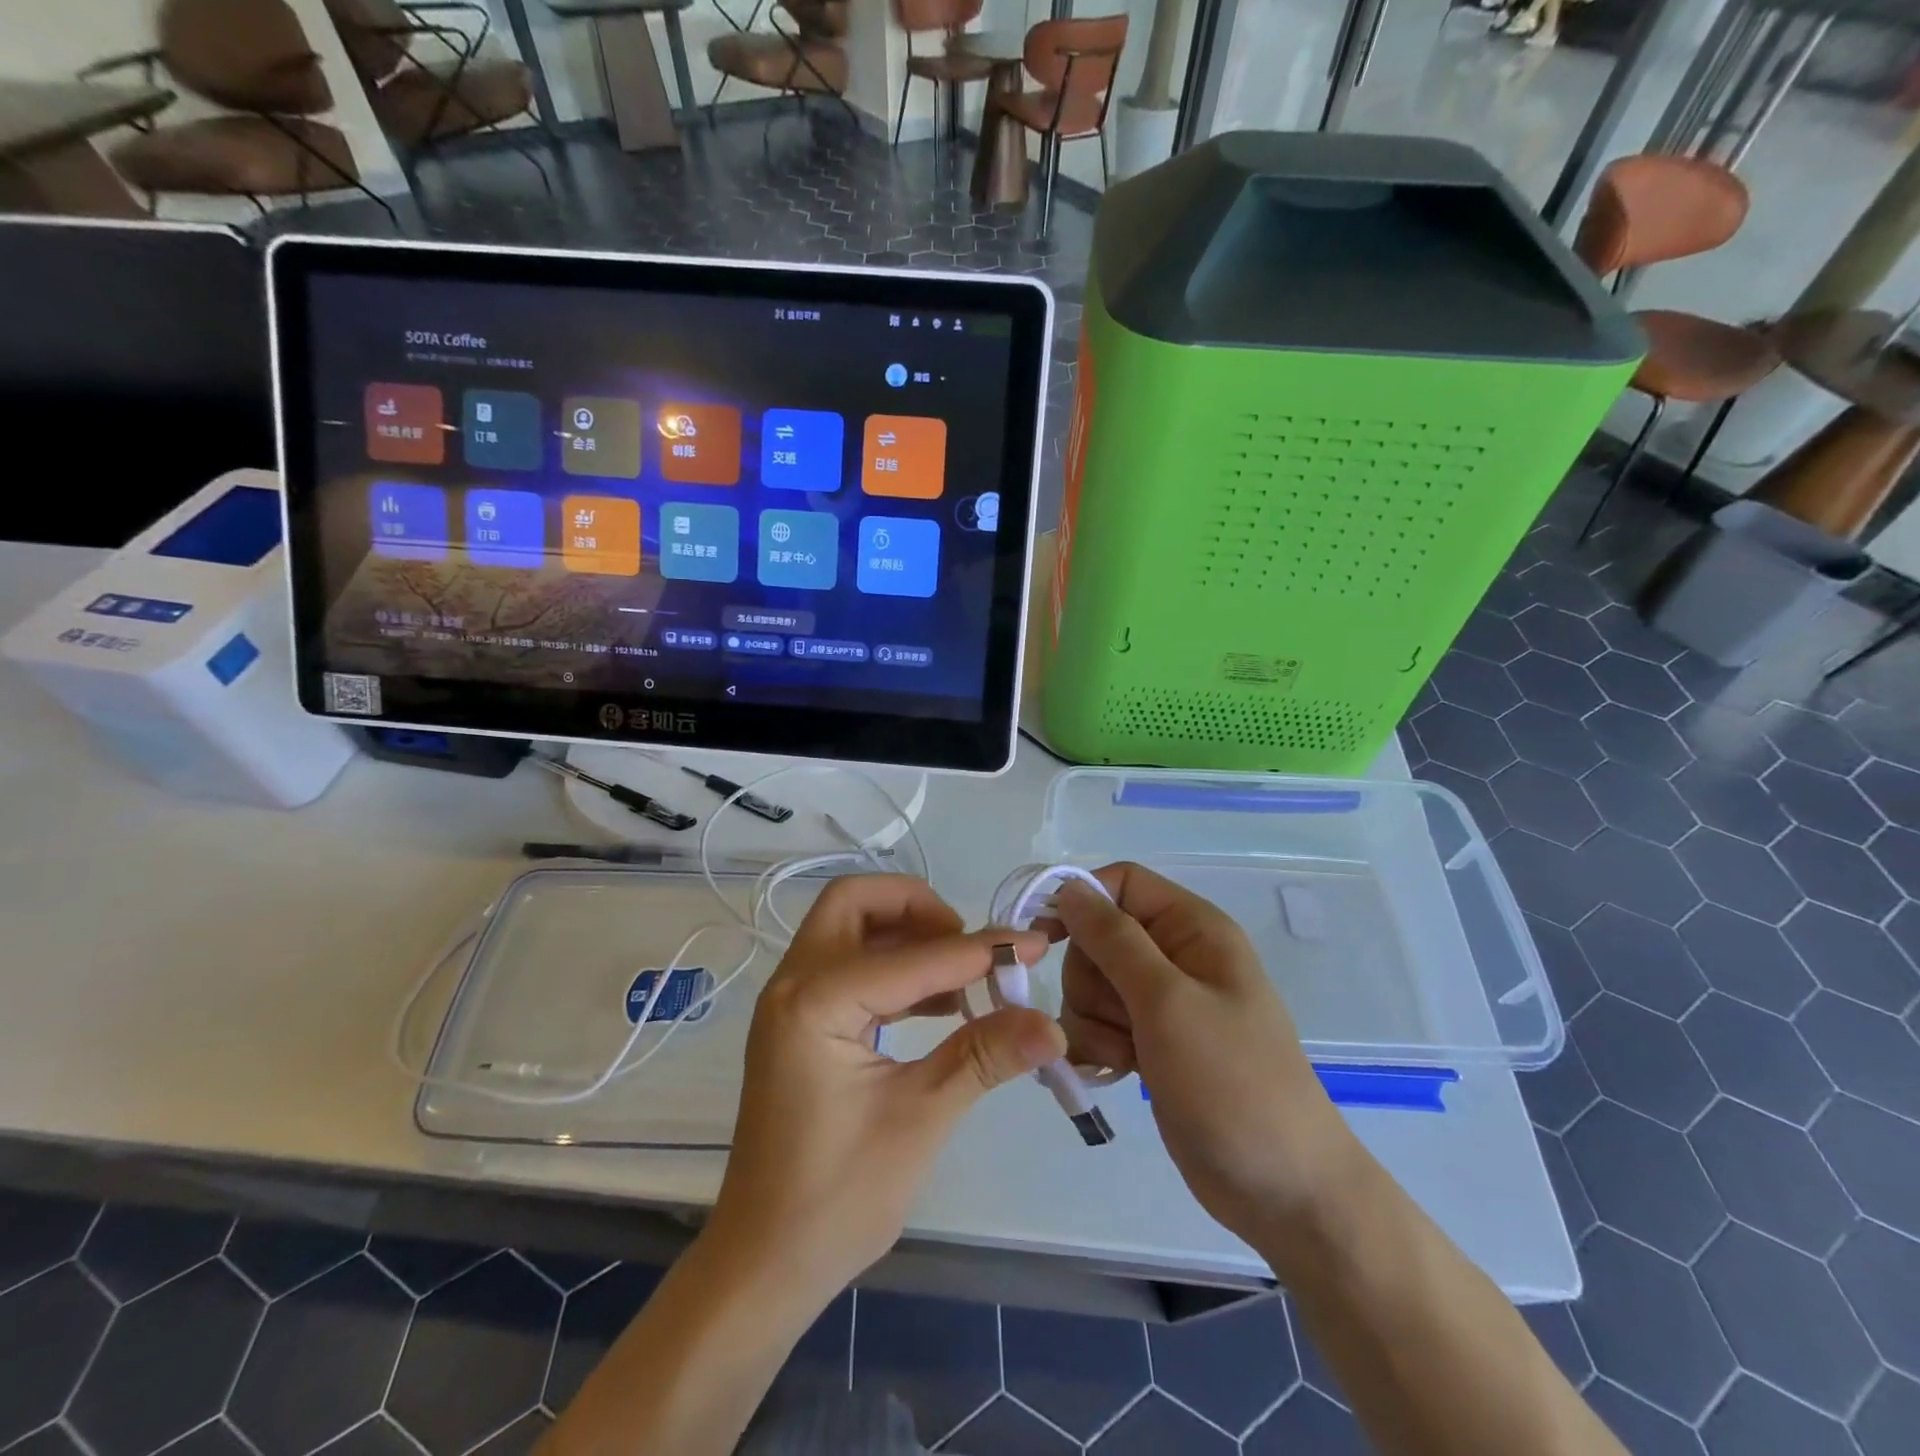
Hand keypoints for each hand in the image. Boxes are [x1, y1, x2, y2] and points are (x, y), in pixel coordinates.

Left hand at [704, 874, 1065, 1307]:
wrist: (765, 1263)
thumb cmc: (838, 1197)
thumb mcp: (920, 1118)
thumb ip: (984, 1056)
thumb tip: (1054, 1025)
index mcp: (815, 1002)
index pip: (912, 956)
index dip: (978, 949)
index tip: (1031, 944)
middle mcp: (793, 984)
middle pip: (855, 903)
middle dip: (916, 908)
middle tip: (967, 944)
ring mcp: (790, 1003)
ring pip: (848, 929)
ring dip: (904, 935)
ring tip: (961, 974)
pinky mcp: (799, 1024)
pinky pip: (846, 966)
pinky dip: (890, 967)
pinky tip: (937, 1004)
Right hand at [1051, 863, 1361, 1247]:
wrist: (1282, 1190)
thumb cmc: (1232, 1082)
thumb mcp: (1168, 1001)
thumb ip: (1114, 940)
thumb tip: (1071, 889)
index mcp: (1192, 928)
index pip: (1122, 882)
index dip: (1081, 901)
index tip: (1045, 937)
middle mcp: (1175, 956)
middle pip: (1098, 936)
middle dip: (1090, 978)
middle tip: (1119, 1018)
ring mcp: (1162, 1002)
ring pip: (1090, 983)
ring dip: (1092, 1019)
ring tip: (1127, 1055)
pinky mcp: (1149, 1042)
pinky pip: (1097, 1022)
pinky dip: (1096, 1044)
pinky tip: (1117, 1071)